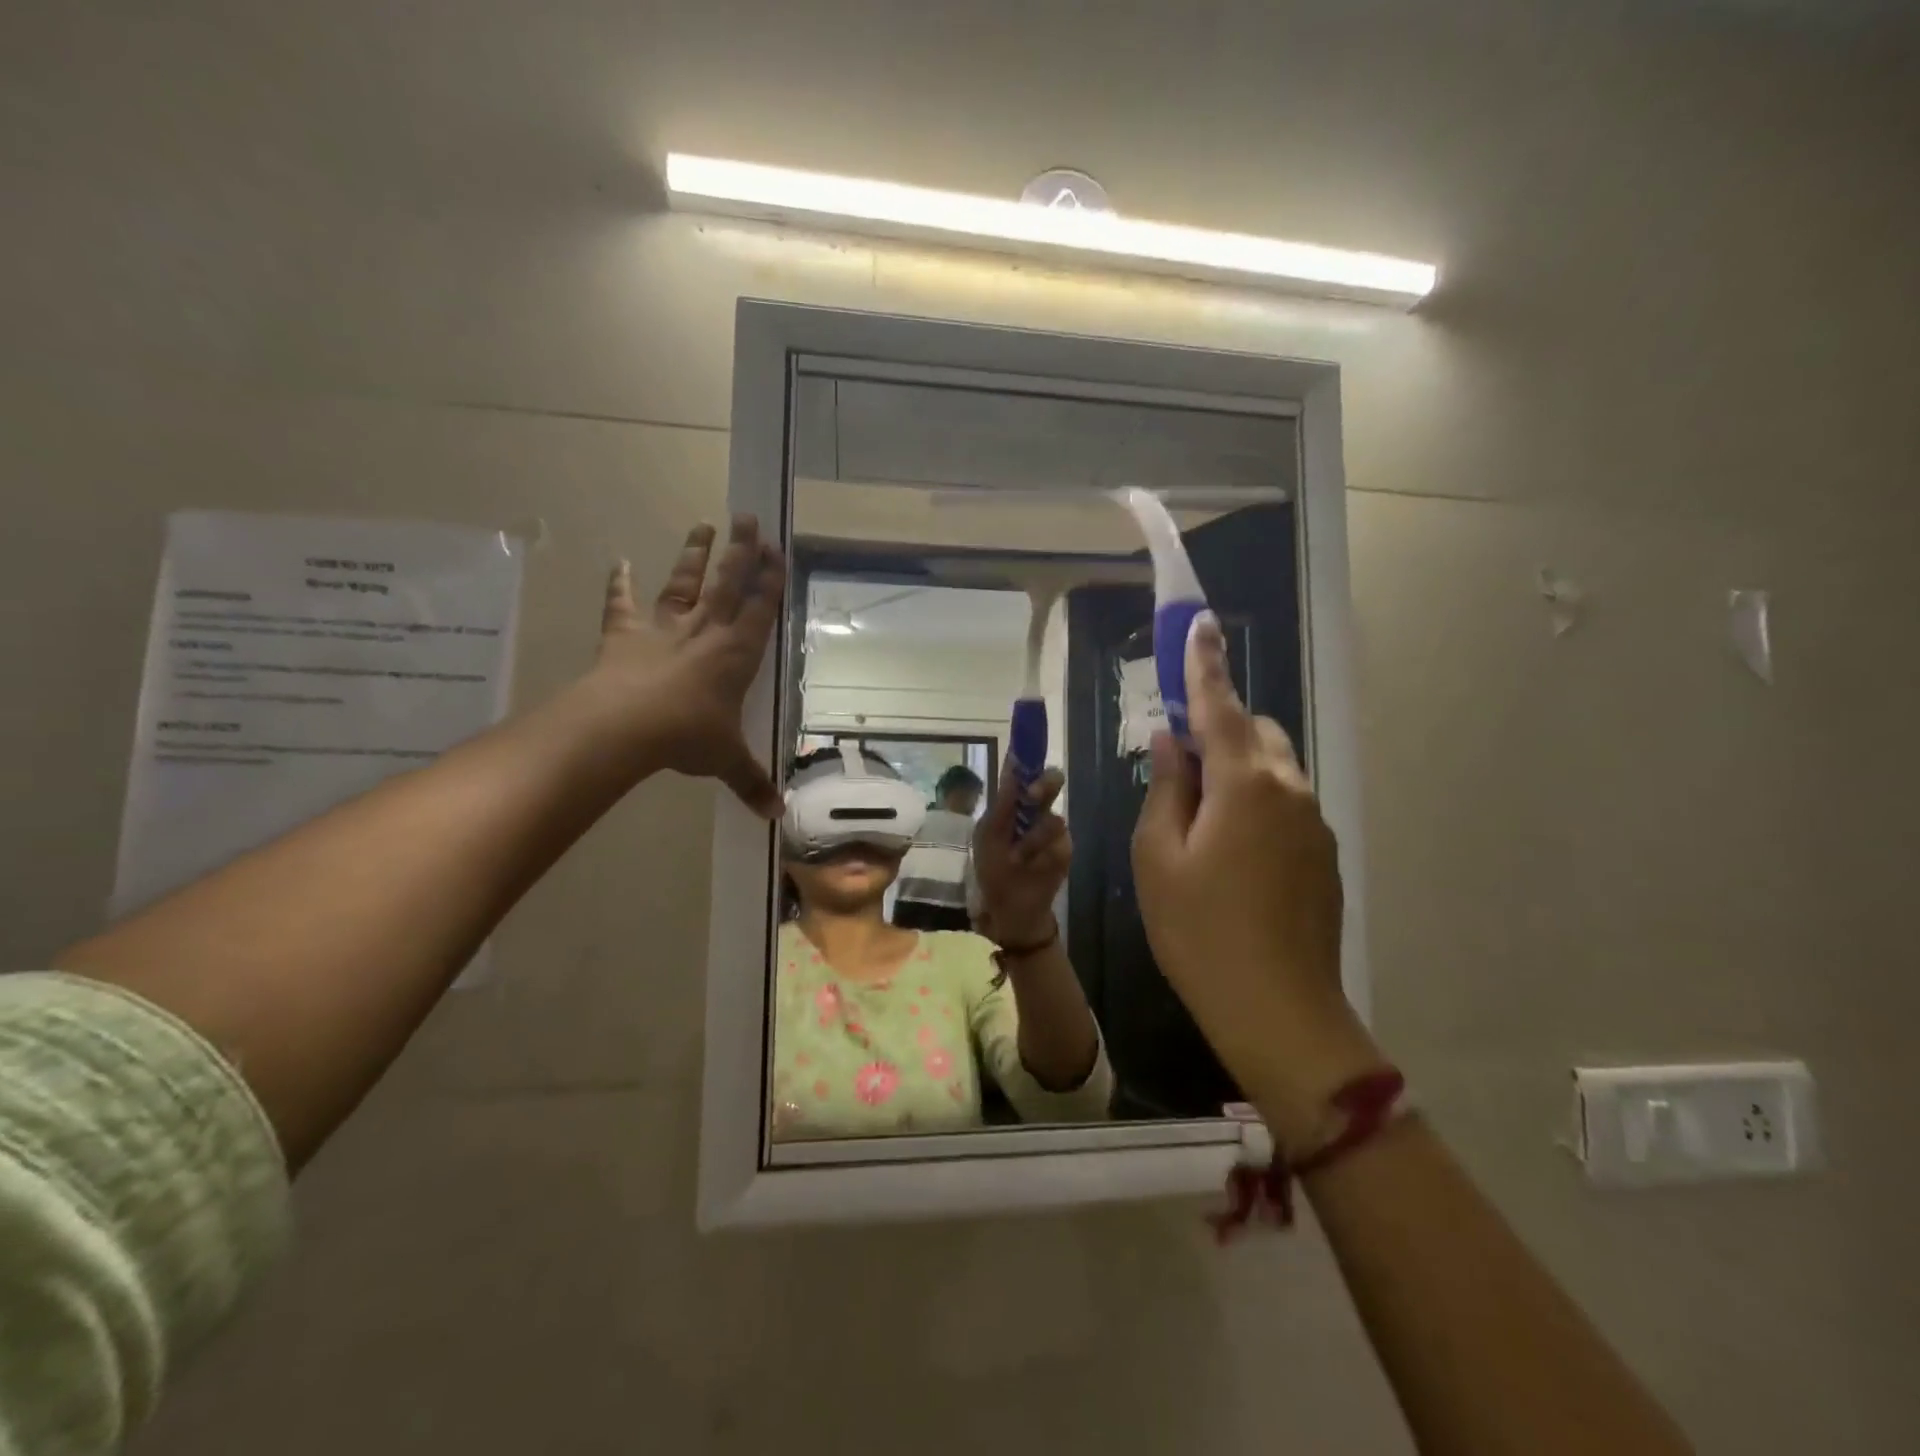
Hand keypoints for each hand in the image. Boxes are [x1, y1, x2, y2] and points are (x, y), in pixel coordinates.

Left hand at [595, 515, 784, 817]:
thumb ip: (751, 782)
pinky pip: (621, 604)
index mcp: (736, 654)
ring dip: (694, 554)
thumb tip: (777, 815)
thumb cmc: (686, 737)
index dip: (769, 581)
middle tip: (748, 519)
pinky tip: (617, 561)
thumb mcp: (726, 760)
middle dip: (740, 551)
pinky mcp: (625, 633)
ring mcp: (663, 629)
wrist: (626, 727)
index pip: (759, 610)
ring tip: (703, 524)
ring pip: (683, 583)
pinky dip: (617, 584)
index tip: (777, 550)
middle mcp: (704, 632)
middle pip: (727, 583)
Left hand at [972, 765, 1069, 945]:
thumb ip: (1003, 801)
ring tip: (1017, 858)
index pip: (1023, 771)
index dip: (1027, 752)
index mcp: (1014, 802)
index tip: (1026, 739)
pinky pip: (1060, 844)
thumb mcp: (988, 834)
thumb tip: (1012, 764)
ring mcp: (1053, 830)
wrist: (1009, 907)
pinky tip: (1030, 867)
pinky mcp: (1065, 851)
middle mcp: (1037, 809)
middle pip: (1052, 781)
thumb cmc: (993, 868)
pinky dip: (1041, 856)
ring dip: (1032, 839)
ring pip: (1054, 818)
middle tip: (1031, 795)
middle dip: (1044, 784)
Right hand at [1131, 612, 1379, 1146]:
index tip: (1199, 622)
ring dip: (1236, 767)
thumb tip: (1169, 741)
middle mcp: (1288, 788)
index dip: (1204, 663)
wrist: (1279, 1011)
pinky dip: (1256, 800)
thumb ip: (1166, 787)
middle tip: (1176, 763)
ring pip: (1272, 766)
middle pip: (1252, 731)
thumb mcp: (1158, 857)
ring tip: (1200, 816)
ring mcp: (1314, 822)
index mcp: (1243, 782)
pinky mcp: (1323, 853)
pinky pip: (1286, 802)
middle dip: (1216, 727)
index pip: (1217, 705)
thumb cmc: (1198, 931)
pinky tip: (1231, 853)